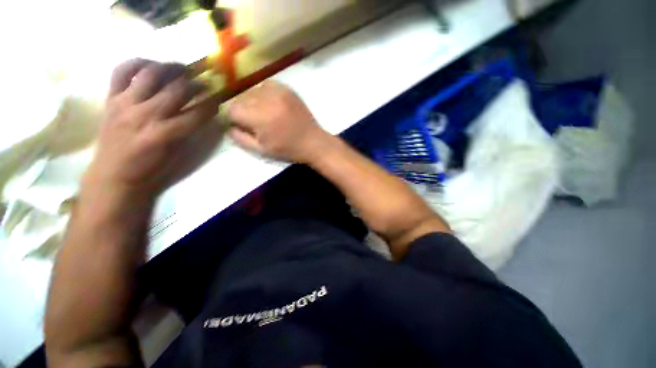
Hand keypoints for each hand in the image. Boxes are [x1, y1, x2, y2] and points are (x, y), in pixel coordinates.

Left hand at [84, 59, 219, 197]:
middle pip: (177, 89)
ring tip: (181, 68)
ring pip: (151, 74)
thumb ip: (190, 131)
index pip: (197, 113)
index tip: (219, 99)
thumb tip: (201, 113)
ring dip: (170, 67)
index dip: (212, 104)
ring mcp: (125, 104)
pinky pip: (121, 72)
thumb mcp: (178, 155)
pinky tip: (149, 65)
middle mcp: (146, 115)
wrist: (114, 175)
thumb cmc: (151, 169)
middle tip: (204, 81)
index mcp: (165, 134)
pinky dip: (136, 63)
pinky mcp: (111, 99)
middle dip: (196, 83)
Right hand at [227, 81, 329, 162]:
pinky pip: (266, 85)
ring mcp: (279, 91)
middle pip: (241, 98)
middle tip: (253, 121)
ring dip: (253, 101)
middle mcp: (267, 100)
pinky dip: (264, 94)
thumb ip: (240, 138)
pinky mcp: (287, 88)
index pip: (232, 109)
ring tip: (264, 113)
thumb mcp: (262, 150)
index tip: (240, 124)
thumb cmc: (288, 150)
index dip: (233, 118)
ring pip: (252, 90)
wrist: (313, 142)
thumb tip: (228, 125)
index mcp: (261, 118)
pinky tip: (271, 105)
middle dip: (242, 109)